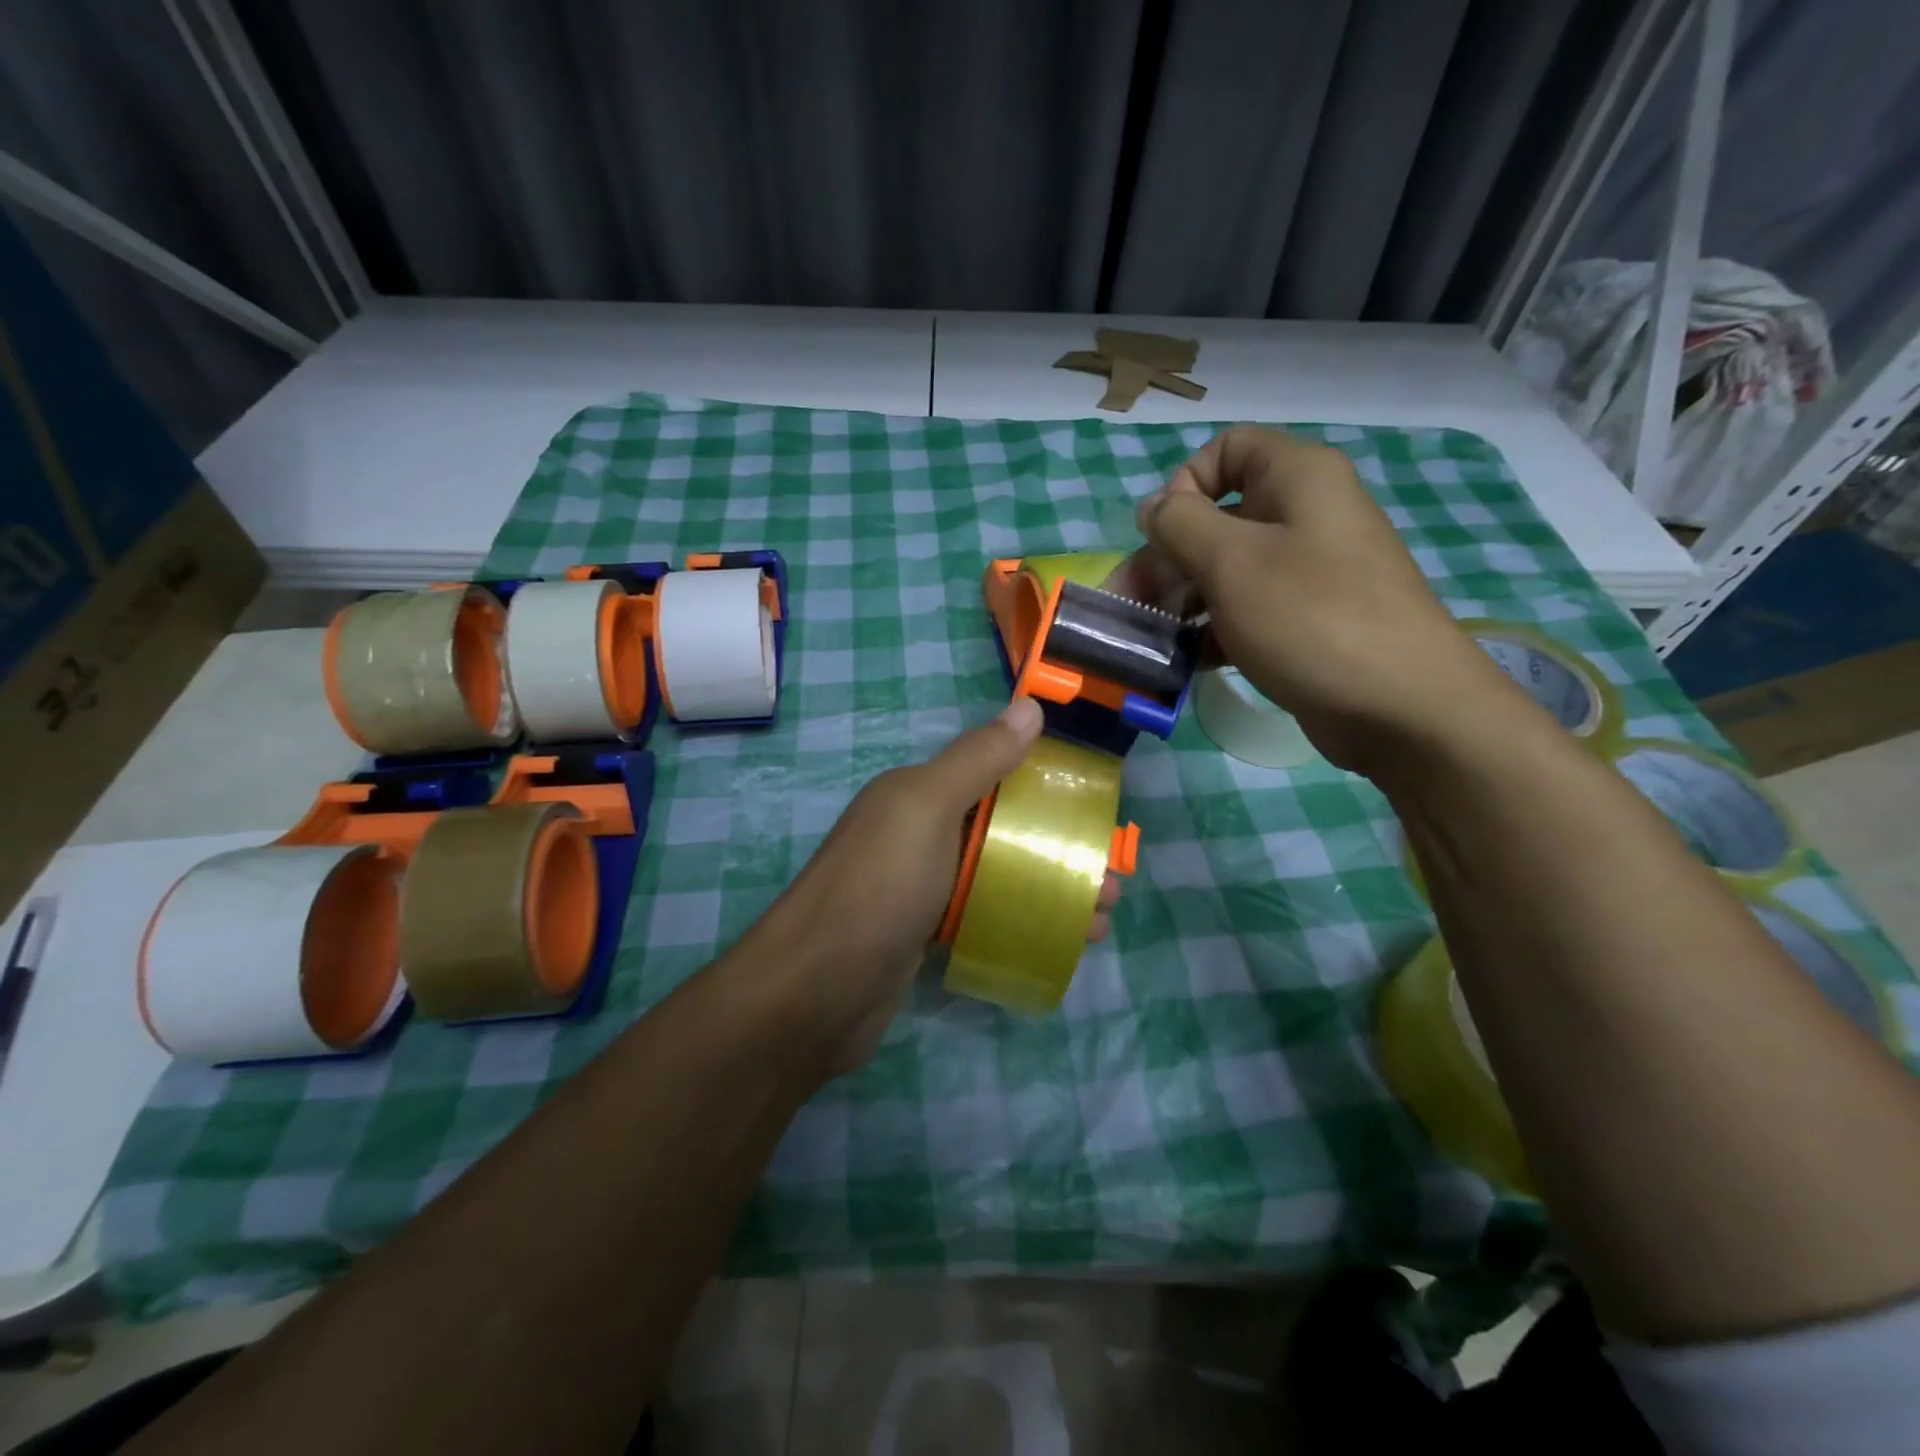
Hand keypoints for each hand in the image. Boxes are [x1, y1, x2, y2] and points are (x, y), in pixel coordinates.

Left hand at [748, 697, 1121, 1075]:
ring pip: (1001, 877)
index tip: (1097, 810)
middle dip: (1061, 849)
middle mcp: (919, 833)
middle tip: (1112, 880)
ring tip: (1102, 919)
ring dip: (1053, 891)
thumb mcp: (928, 807)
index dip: (1047, 787)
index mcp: (918, 794)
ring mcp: (921, 888)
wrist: (814, 993)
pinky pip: (985, 916)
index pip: (995, 775)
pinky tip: (1062, 945)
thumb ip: (978, 759)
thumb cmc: (878, 887)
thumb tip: (1029, 707)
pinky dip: (1024, 923)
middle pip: (1006, 830)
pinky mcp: (924, 936)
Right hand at [1104, 426, 1519, 774]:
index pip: (1227, 449)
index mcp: (1296, 478)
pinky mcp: (1304, 621)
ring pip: (1225, 570)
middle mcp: (1303, 515)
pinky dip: (1210, 631)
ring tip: (1147, 641)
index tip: (1164, 536)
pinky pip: (1245, 610)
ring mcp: (1307, 572)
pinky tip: (1182, 663)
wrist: (1401, 706)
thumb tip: (1152, 507)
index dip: (1184, 484)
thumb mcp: (1231, 562)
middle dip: (1165, 560)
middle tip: (1126, 606)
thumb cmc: (1310, 618)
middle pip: (1216, 519)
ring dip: (1179, 601)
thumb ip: (1179, 524)